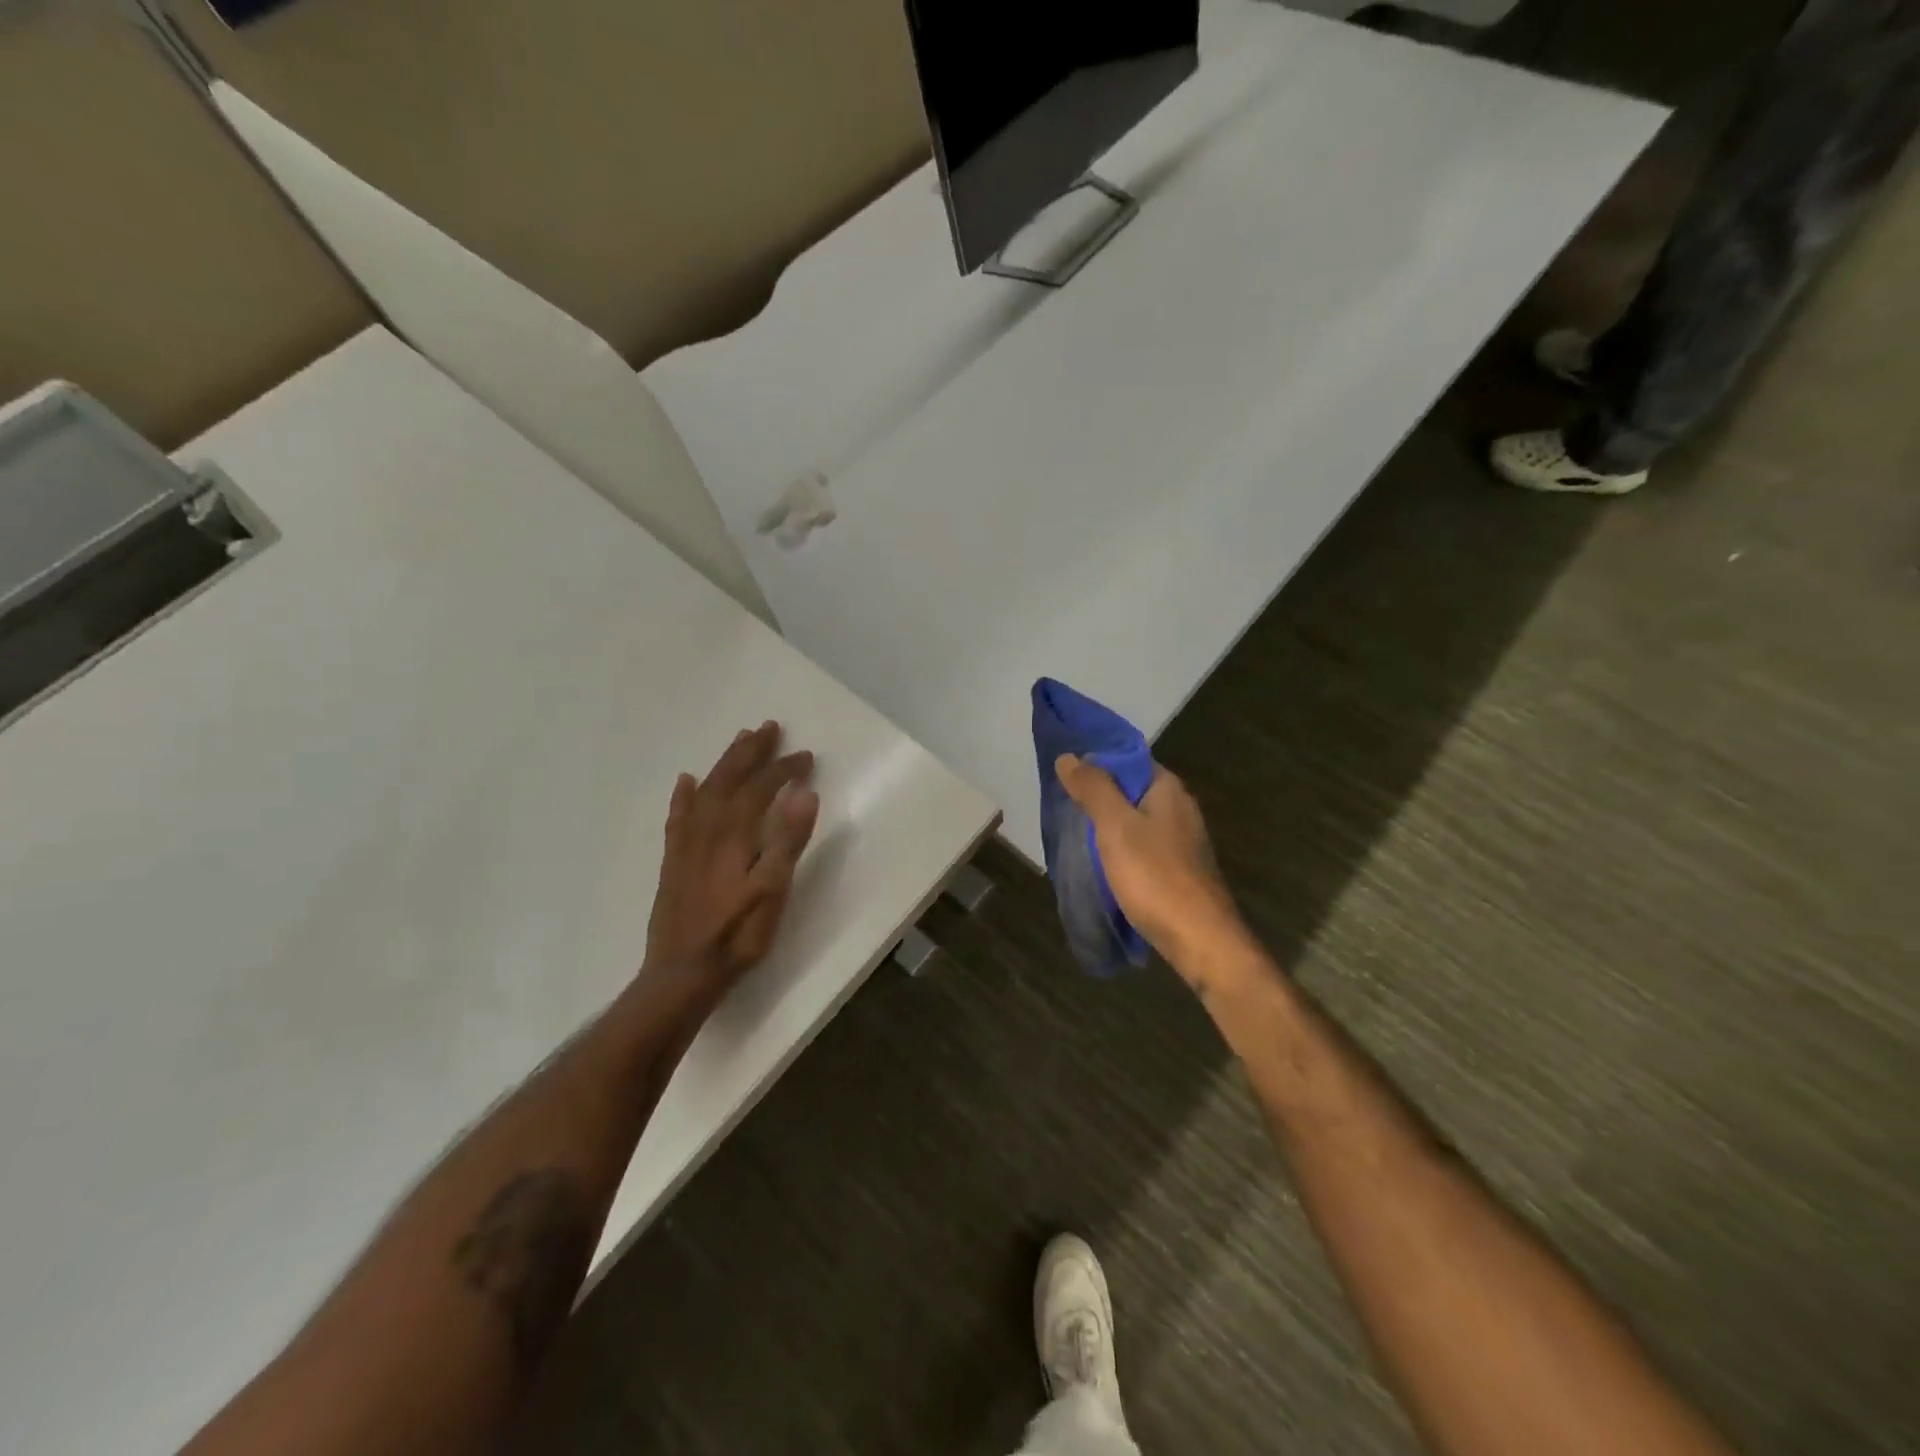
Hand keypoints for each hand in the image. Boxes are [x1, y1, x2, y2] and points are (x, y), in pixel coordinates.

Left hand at [644, 722, 819, 1011]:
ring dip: (724, 763)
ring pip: (706, 789)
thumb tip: (805, 792)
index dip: (784, 768)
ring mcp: (686, 843)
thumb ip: (789, 840)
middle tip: (769, 727)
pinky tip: (686, 782)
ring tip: (739, 742)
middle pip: (730, 778)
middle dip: (751, 751)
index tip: (806, 756)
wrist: (683, 972)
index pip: (762, 787)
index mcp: (735, 832)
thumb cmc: (737, 933)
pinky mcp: (674, 860)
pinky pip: (678, 815)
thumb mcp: (774, 889)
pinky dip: (684, 794)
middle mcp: (707, 828)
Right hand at [1055, 754, 1247, 981]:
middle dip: (1098, 795)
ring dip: (1107, 824)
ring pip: (1136, 820)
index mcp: (1168, 789)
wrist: (1199, 939)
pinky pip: (1142, 846)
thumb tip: (1069, 757)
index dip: (1096, 761)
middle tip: (1061, 804)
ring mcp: (1182, 840)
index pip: (1128, 758)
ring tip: (1073, 832)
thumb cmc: (1155, 876)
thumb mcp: (1115, 826)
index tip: (1064, 772)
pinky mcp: (1179, 869)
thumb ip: (1093, 789)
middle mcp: (1179, 808)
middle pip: (1131, 789)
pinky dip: (1120, 848)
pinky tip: (1100, 862)